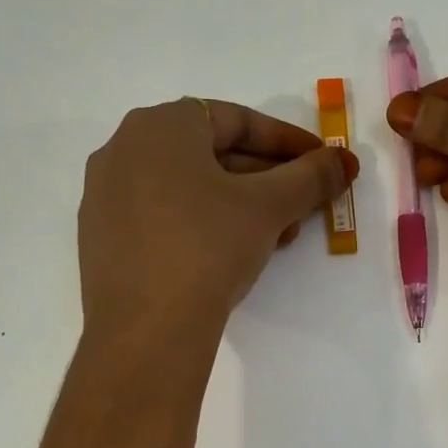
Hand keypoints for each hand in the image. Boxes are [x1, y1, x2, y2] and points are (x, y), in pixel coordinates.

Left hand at [79, 98, 358, 341]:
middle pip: (212, 154)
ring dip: (241, 205)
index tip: (322, 163)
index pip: (236, 120)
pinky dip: (204, 224)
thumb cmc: (208, 246)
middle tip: (305, 205)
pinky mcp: (102, 238)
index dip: (288, 142)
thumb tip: (345, 160)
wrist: (146, 328)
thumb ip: (311, 176)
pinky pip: (163, 215)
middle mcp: (124, 148)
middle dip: (267, 180)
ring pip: (189, 187)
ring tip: (279, 236)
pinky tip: (234, 254)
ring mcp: (105, 195)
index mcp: (160, 125)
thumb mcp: (268, 207)